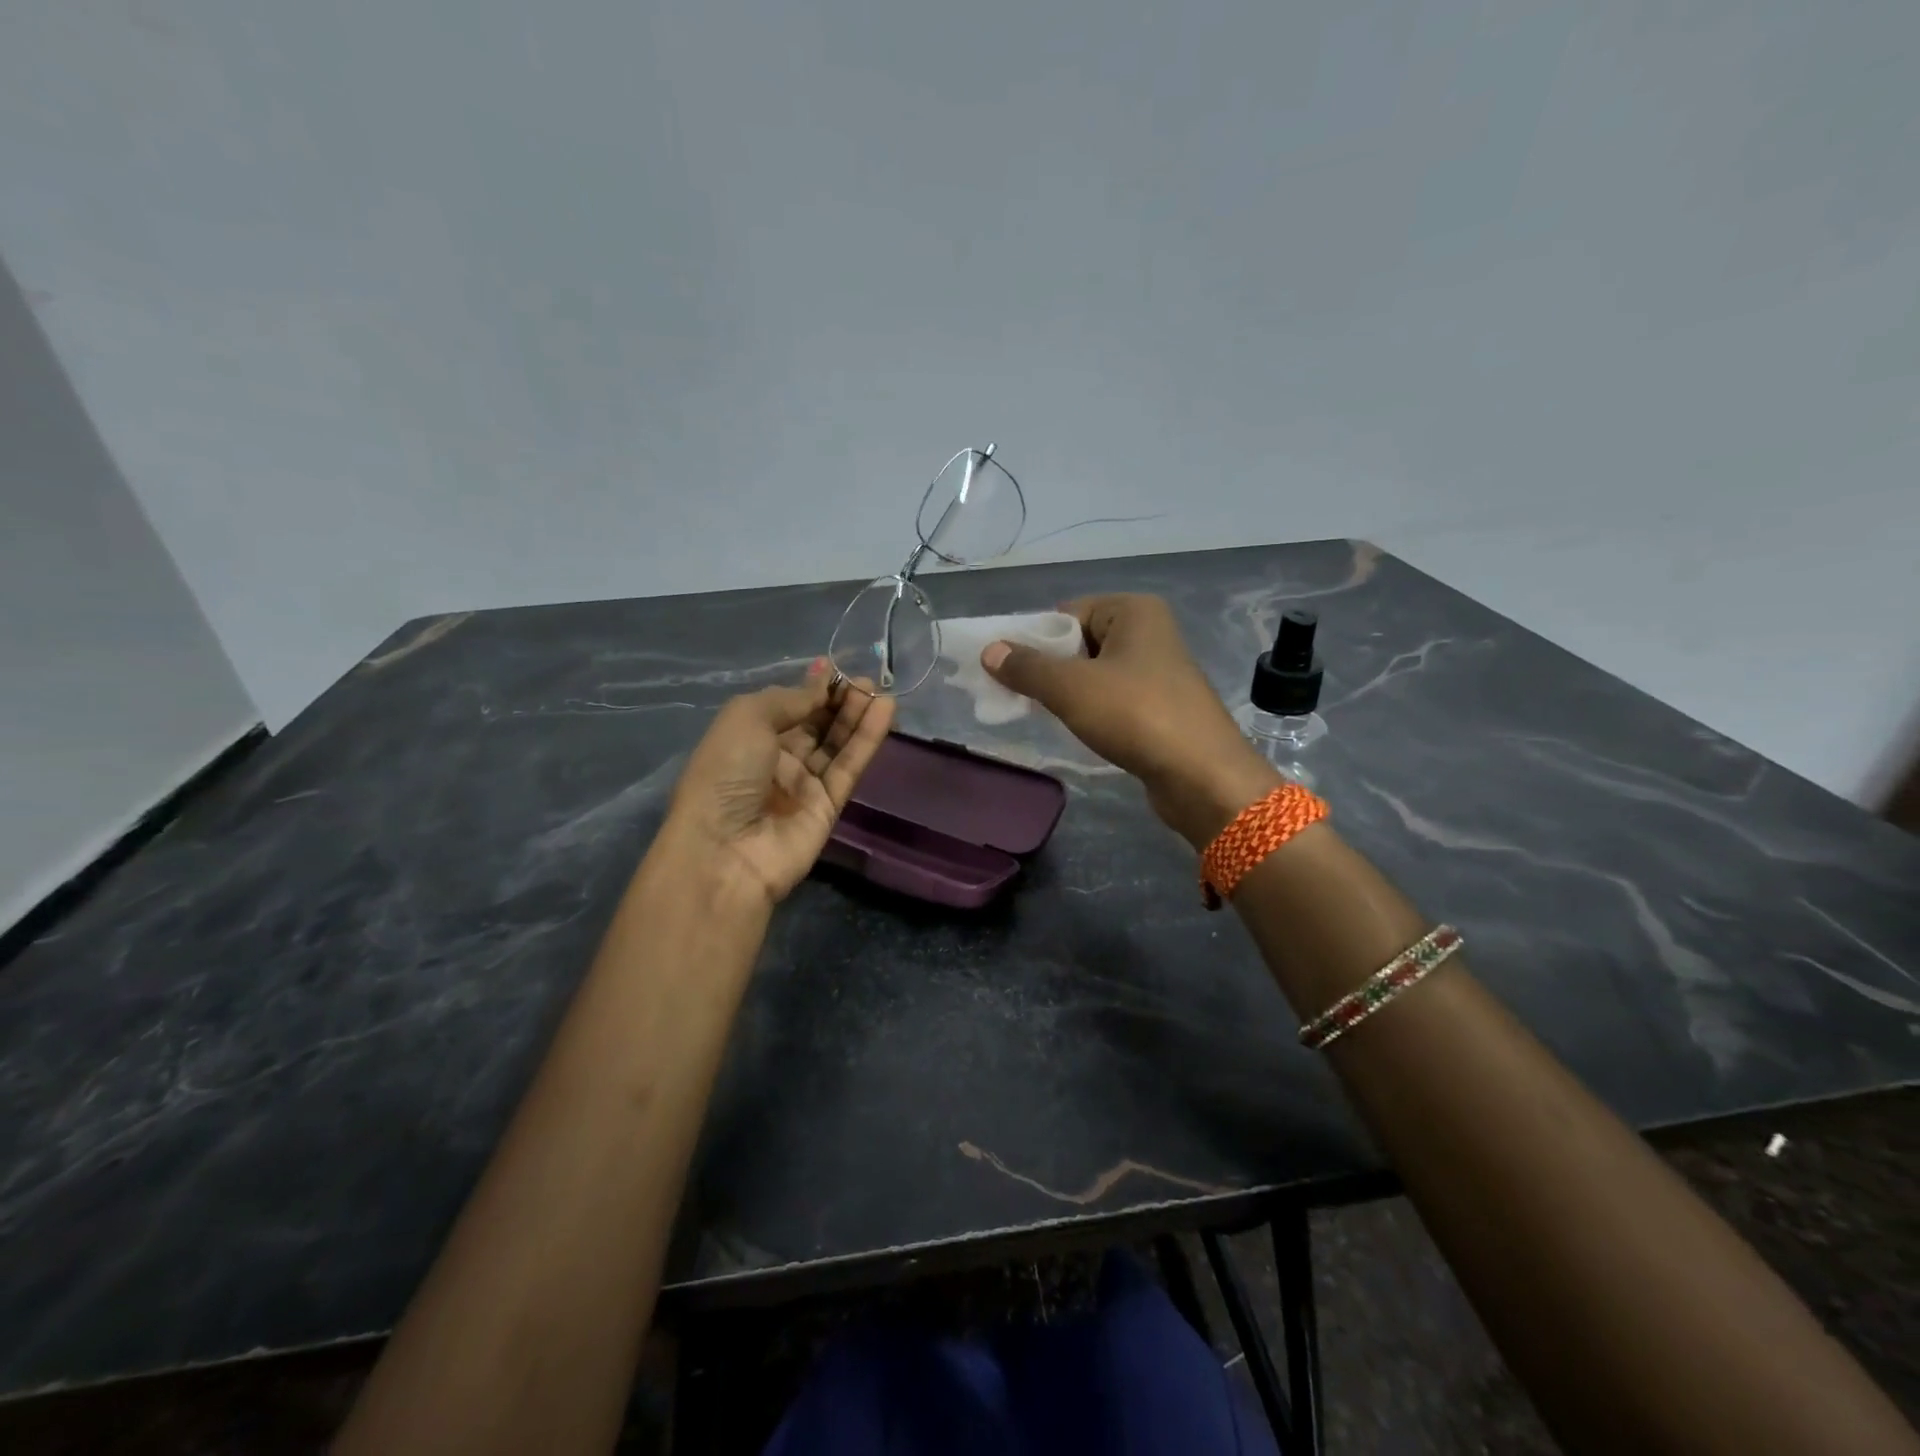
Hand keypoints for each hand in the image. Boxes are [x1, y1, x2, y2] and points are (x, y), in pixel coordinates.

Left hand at [665, 662, 894, 907]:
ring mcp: (803, 784)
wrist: (725, 851)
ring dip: (858, 716)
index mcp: (748, 736)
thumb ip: (791, 698)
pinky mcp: (829, 806)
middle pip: (816, 723)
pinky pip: (850, 766)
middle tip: (866, 681)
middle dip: (839, 700)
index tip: (837, 669)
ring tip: (879, 692)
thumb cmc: (725, 774)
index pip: (788, 706)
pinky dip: (867, 739)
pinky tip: (884, 712)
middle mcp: (775, 759)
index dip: (812, 687)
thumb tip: (821, 681)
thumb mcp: (747, 718)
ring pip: (836, 744)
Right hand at [981, 594, 1275, 847]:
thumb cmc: (1135, 715)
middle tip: (1022, 695)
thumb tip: (989, 650)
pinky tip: (1079, 729)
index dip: (1035, 640)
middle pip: (1079, 642)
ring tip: (1046, 714)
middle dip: (1049, 667)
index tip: (1010, 671)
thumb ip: (1027, 667)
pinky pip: (1113, 697)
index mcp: (1133, 611)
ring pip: (1095, 672)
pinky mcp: (1161, 705)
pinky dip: (1091, 709)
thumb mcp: (1071, 688)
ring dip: (1068, 692)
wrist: (1201, 776)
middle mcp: (1150, 632)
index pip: (1066, 613)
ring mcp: (1158, 670)